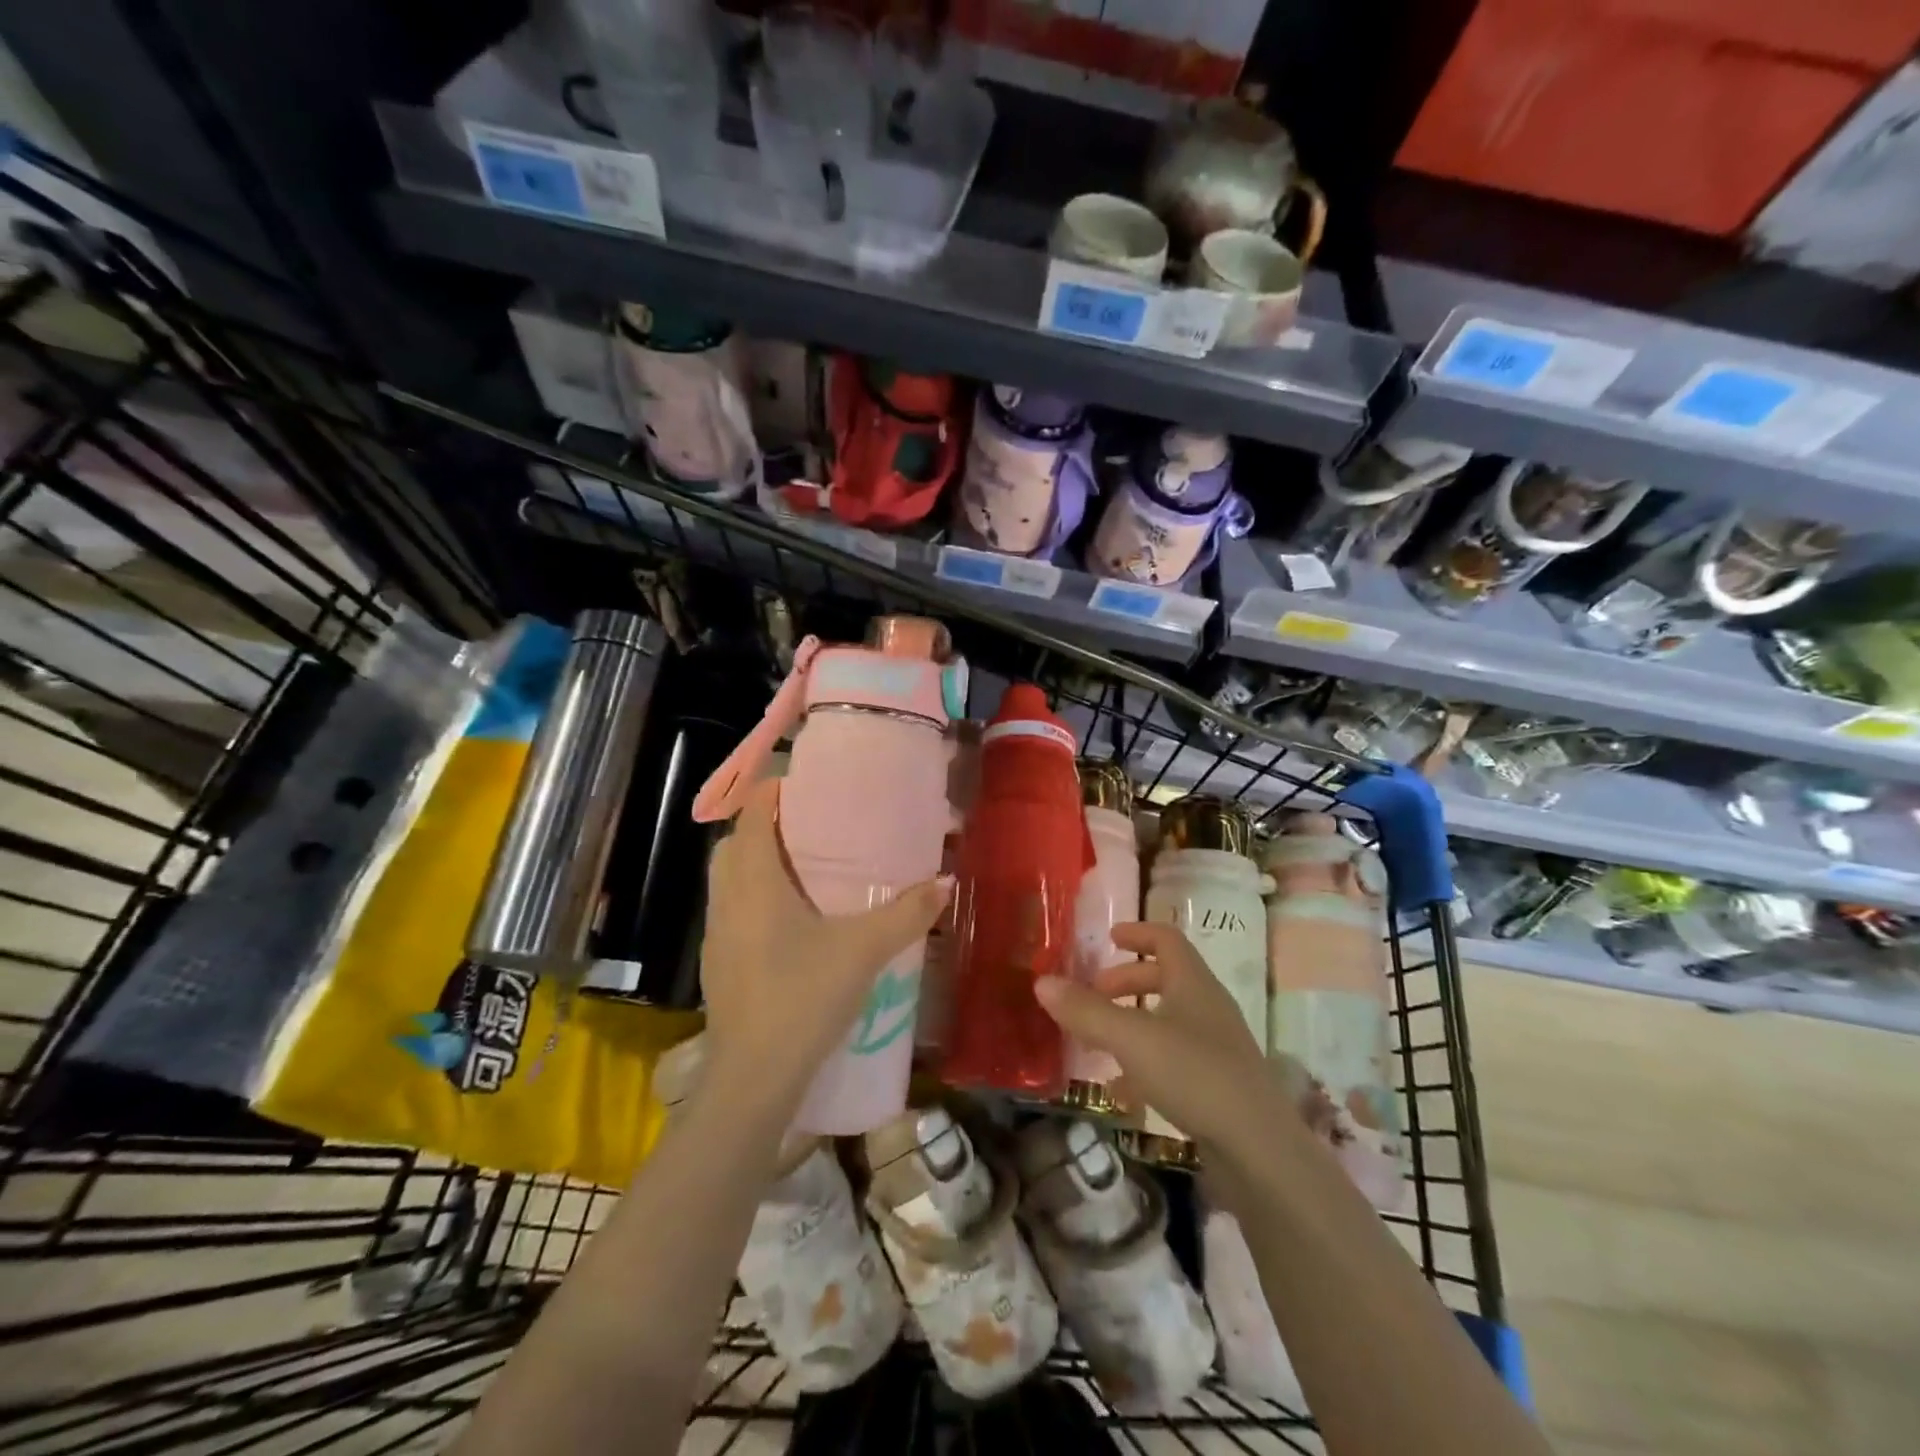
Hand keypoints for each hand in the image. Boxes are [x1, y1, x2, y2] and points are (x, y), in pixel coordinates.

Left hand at [699, 779, 950, 1110]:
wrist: (753, 1077)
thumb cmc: (804, 996)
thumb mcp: (864, 950)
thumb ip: (907, 913)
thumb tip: (946, 882)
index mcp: (754, 881)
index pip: (750, 814)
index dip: (771, 791)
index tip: (804, 784)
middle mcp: (726, 899)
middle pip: (734, 844)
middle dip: (764, 826)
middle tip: (809, 825)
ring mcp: (717, 934)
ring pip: (728, 879)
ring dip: (756, 863)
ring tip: (803, 868)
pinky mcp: (718, 964)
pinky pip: (731, 910)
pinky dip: (753, 898)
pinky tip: (790, 922)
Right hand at [1034, 921, 1293, 1161]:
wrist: (1260, 1150)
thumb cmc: (1194, 1074)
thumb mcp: (1130, 1038)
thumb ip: (1086, 1011)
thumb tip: (1042, 982)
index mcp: (1193, 983)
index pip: (1166, 940)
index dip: (1137, 934)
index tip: (1108, 938)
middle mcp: (1208, 1007)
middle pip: (1165, 979)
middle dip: (1125, 982)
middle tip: (1094, 994)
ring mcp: (1217, 1047)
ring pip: (1167, 1020)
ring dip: (1131, 1023)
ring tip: (1097, 1042)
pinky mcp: (1218, 1085)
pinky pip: (1174, 1059)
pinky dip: (1144, 1063)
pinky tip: (1121, 1090)